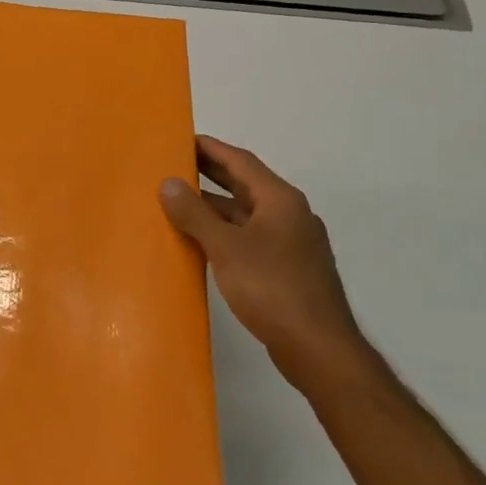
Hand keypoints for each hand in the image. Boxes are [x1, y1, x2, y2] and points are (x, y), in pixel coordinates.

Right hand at [160, 135, 364, 390]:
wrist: (317, 346)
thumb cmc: (272, 288)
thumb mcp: (226, 247)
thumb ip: (195, 214)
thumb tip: (168, 182)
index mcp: (280, 200)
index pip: (241, 161)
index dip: (210, 148)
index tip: (180, 138)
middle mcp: (289, 215)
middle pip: (244, 185)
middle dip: (210, 174)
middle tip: (173, 164)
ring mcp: (290, 243)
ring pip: (245, 214)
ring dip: (213, 206)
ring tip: (176, 202)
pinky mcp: (286, 269)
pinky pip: (248, 238)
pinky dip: (223, 232)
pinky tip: (200, 242)